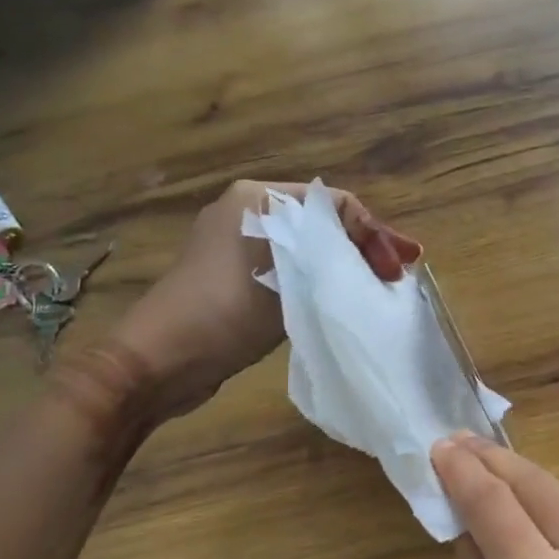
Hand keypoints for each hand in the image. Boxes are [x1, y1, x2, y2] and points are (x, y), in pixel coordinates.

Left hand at [114, 180, 420, 418]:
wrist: (158, 361)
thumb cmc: (226, 311)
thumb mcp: (293, 278)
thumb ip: (340, 256)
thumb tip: (387, 256)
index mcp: (258, 197)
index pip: (336, 204)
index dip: (374, 233)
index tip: (399, 267)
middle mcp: (247, 210)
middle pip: (323, 225)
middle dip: (364, 249)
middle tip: (398, 276)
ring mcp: (237, 244)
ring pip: (309, 248)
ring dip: (344, 266)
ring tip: (379, 288)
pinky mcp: (234, 276)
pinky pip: (290, 268)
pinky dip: (318, 280)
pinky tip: (341, 298)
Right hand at [432, 434, 558, 558]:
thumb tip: (464, 504)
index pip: (494, 505)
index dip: (464, 470)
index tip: (440, 445)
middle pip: (533, 482)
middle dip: (492, 459)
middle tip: (459, 440)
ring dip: (522, 479)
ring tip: (488, 464)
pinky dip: (553, 506)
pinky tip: (533, 505)